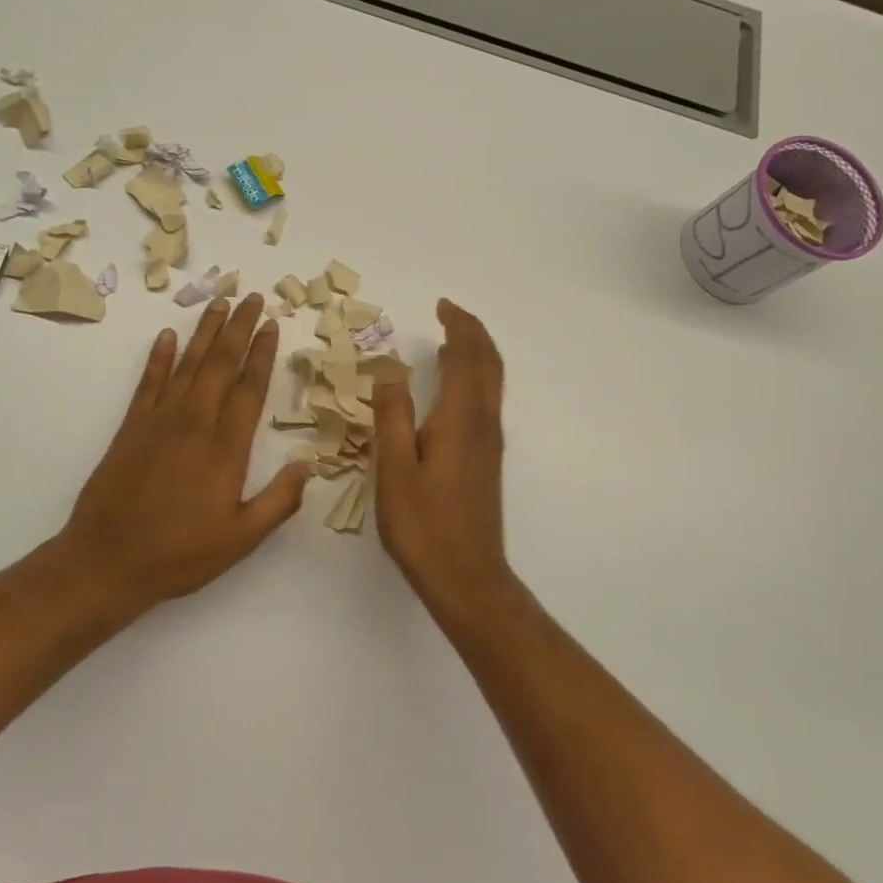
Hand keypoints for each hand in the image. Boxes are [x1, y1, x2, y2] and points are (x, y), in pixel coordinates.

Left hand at [59, 294, 310, 610]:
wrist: (107, 561)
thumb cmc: (179, 554)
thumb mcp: (241, 539)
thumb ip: (279, 501)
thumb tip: (307, 465)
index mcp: (225, 448)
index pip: (250, 388)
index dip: (263, 354)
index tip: (272, 325)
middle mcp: (194, 423)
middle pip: (220, 364)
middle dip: (239, 328)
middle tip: (253, 298)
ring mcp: (159, 421)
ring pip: (188, 364)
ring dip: (205, 331)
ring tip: (220, 303)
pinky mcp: (131, 426)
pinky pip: (149, 381)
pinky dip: (159, 357)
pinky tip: (167, 336)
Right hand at [372, 299, 513, 605]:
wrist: (467, 577)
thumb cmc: (424, 526)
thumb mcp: (394, 470)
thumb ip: (391, 415)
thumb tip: (390, 368)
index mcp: (460, 419)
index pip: (467, 357)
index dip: (458, 326)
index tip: (442, 305)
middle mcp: (483, 424)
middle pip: (489, 364)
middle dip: (473, 333)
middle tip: (449, 313)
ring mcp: (489, 443)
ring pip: (492, 383)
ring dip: (477, 354)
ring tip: (451, 340)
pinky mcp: (486, 460)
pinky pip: (486, 401)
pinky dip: (475, 378)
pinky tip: (453, 390)